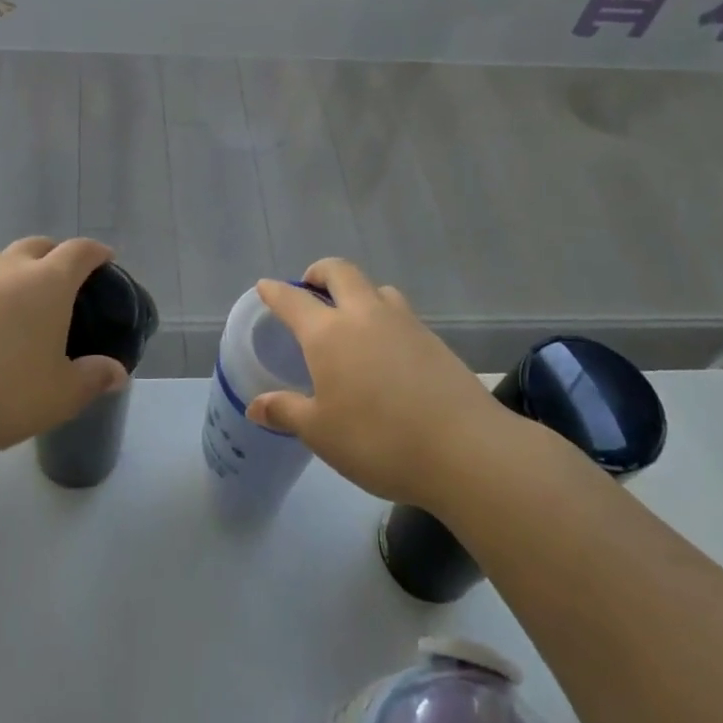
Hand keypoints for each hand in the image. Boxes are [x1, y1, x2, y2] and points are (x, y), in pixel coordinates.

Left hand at [0, 237, 128, 461]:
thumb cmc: (5, 392)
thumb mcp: (61, 395)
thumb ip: (93, 378)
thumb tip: (117, 373)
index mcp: (48, 283)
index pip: (79, 252)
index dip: (96, 252)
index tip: (105, 259)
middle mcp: (9, 271)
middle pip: (36, 245)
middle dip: (54, 254)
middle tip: (64, 280)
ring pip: (0, 262)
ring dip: (16, 272)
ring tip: (22, 303)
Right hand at [246, 258, 536, 510]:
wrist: (466, 450)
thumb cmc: (378, 440)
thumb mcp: (321, 433)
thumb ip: (286, 412)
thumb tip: (256, 405)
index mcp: (329, 333)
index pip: (293, 300)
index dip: (275, 292)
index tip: (265, 287)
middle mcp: (365, 316)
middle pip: (340, 272)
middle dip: (320, 272)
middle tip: (311, 288)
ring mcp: (405, 323)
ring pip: (377, 289)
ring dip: (358, 293)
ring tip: (352, 319)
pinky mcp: (435, 341)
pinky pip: (401, 314)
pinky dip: (385, 318)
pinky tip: (387, 351)